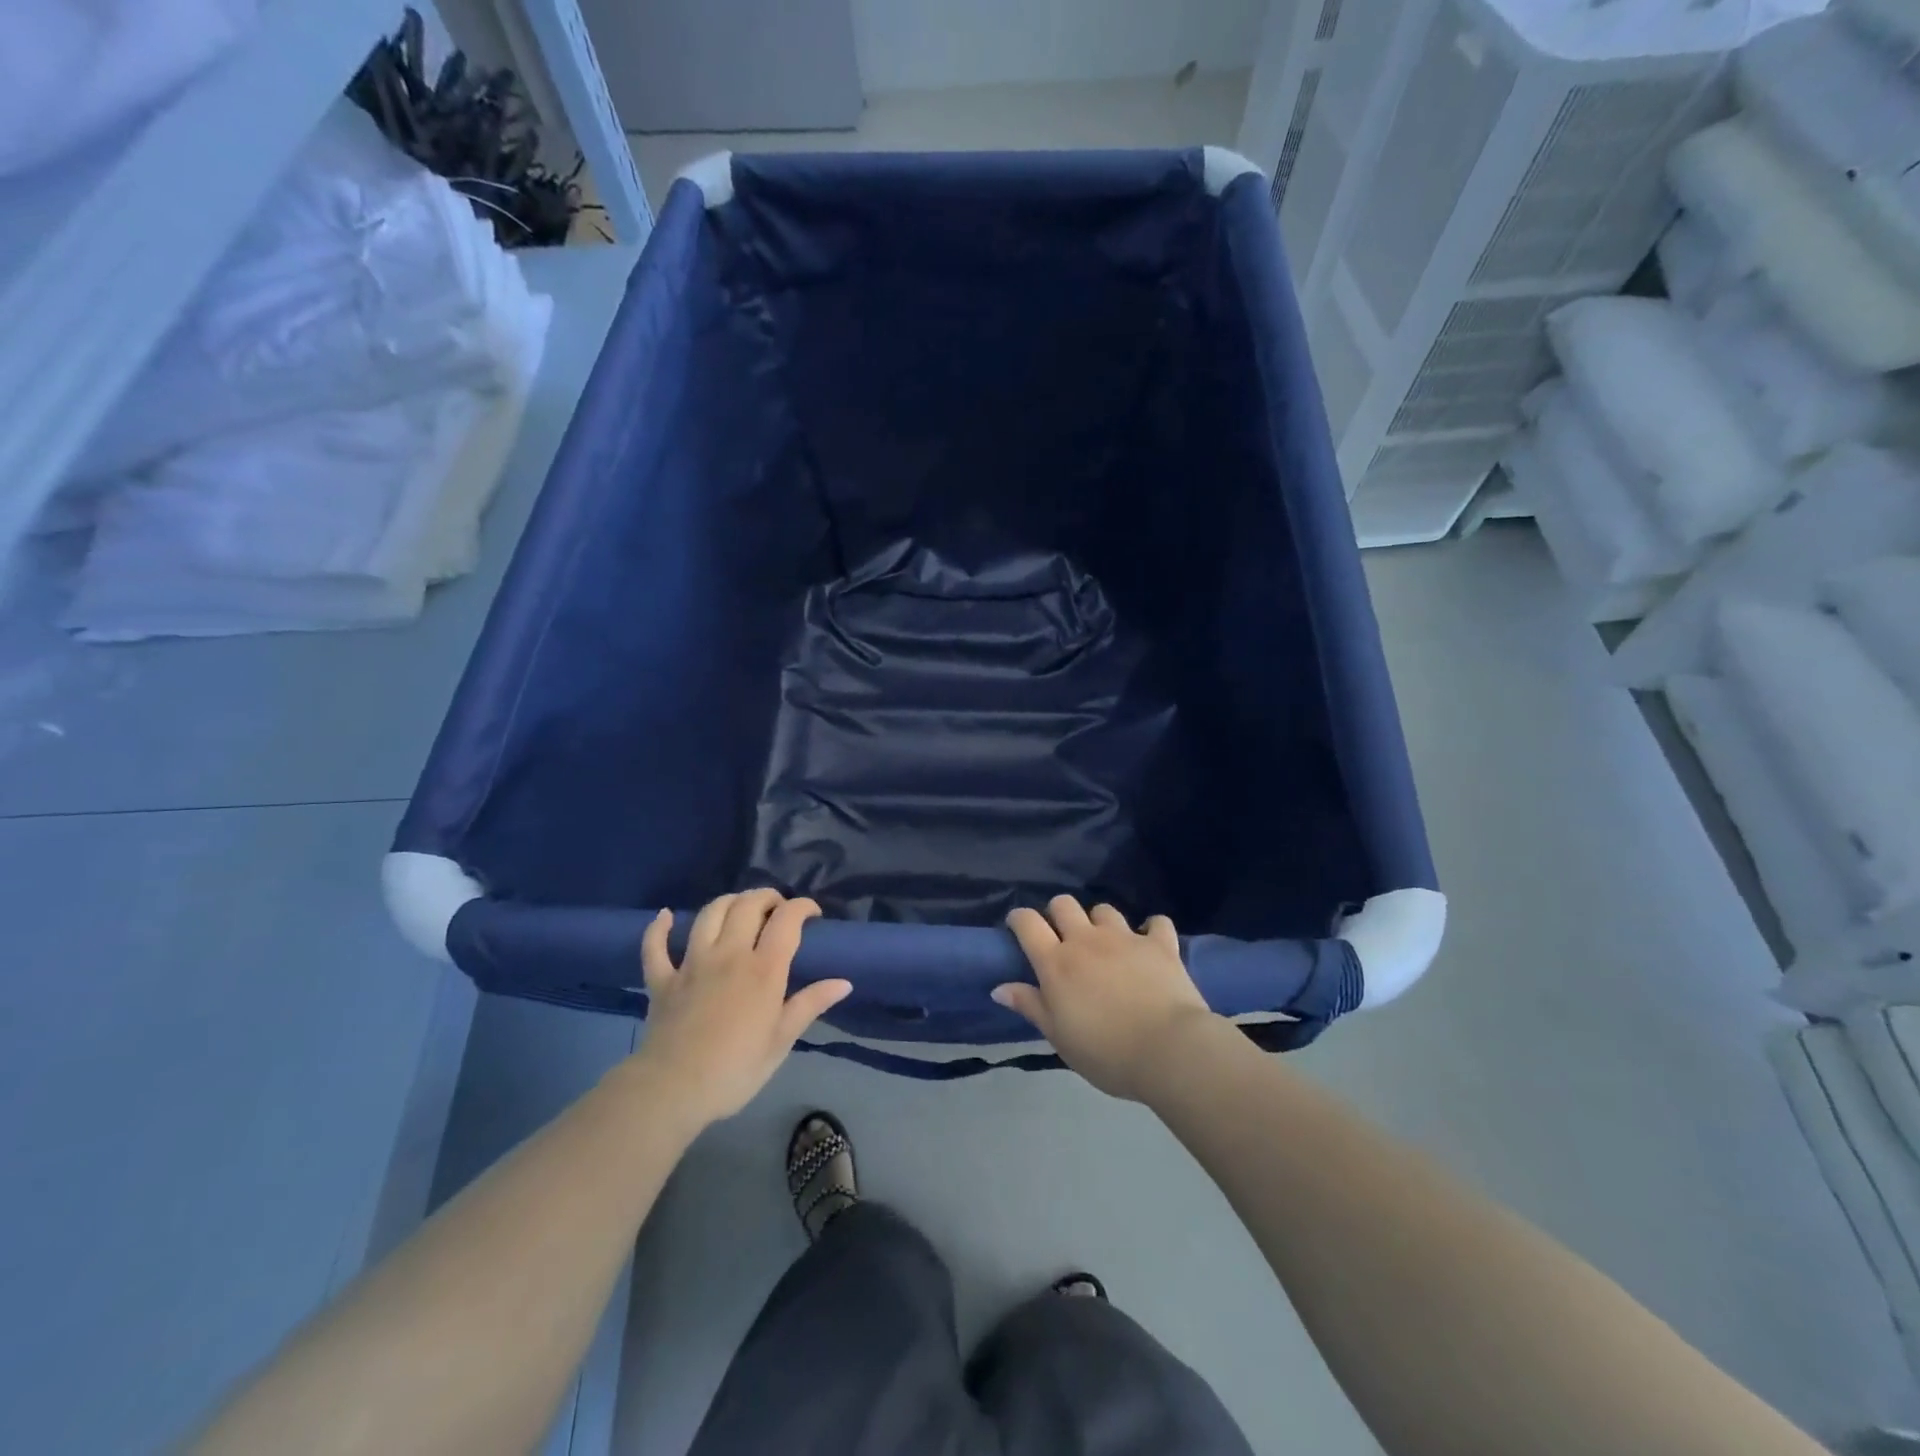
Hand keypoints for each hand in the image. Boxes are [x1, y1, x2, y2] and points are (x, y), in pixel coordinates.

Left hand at [633, 890, 850, 1127]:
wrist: (672, 1090)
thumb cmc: (735, 1070)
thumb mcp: (781, 1041)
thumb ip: (810, 1005)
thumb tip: (844, 982)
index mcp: (763, 970)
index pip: (787, 920)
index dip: (802, 906)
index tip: (813, 913)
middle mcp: (729, 954)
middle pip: (748, 905)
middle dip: (767, 897)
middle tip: (777, 908)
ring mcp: (692, 963)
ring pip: (709, 913)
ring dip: (728, 902)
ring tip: (740, 908)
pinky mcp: (662, 979)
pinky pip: (655, 946)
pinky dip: (659, 928)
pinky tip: (666, 916)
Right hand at [994, 896, 1216, 1100]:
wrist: (1168, 1050)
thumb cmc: (1106, 1052)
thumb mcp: (1059, 1037)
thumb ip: (1031, 1006)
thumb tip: (999, 987)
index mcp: (1056, 963)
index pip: (1027, 923)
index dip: (1018, 918)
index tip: (1017, 927)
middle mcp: (1086, 940)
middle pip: (1064, 904)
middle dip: (1058, 913)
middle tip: (1063, 938)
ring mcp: (1125, 937)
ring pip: (1104, 910)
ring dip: (1100, 922)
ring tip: (1106, 944)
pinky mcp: (1159, 943)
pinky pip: (1155, 922)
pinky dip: (1151, 930)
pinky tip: (1150, 944)